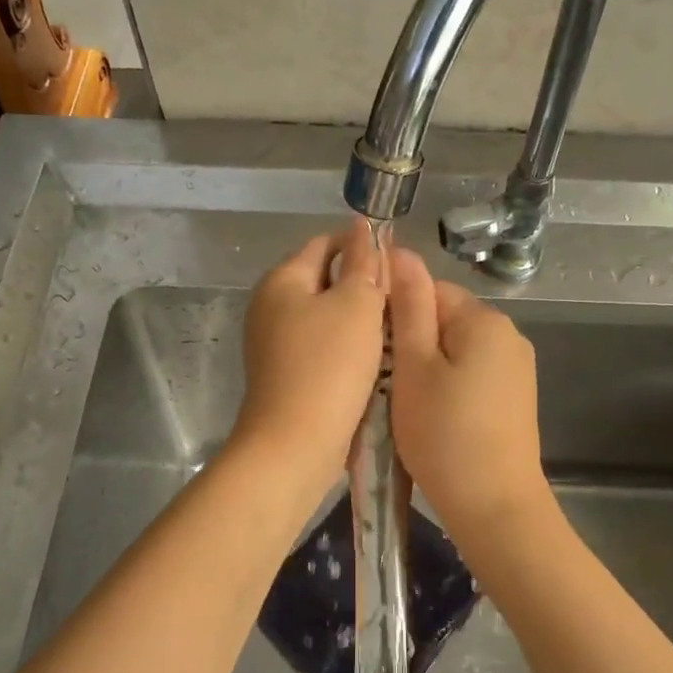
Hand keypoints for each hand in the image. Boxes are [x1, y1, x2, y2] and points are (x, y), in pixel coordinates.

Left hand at [233, 223, 387, 474]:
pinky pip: (321, 347)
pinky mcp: (286, 375)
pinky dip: (346, 348)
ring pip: (326, 317)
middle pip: (324, 280)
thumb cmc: (329, 366)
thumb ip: (363, 263)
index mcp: (282, 280)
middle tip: (401, 301)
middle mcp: (270, 307)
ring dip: (358, 320)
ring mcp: (274, 344)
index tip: (398, 265)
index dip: (362, 246)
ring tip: (394, 330)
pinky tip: (373, 361)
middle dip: (362, 286)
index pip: (325, 243)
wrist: (295, 444)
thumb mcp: (356, 304)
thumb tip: (362, 228)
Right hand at [388, 249, 549, 542]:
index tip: (371, 350)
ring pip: (453, 351)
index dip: (393, 314)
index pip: (428, 290)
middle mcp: (507, 335)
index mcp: (483, 319)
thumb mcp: (414, 366)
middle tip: (382, 383)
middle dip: (409, 344)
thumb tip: (400, 252)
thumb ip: (407, 307)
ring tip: (401, 404)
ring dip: (424, 369)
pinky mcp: (514, 399)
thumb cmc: (444, 434)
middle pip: (443, 320)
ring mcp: (515, 369)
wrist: (494, 508)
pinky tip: (430, 418)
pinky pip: (470, 376)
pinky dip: (445, 389)